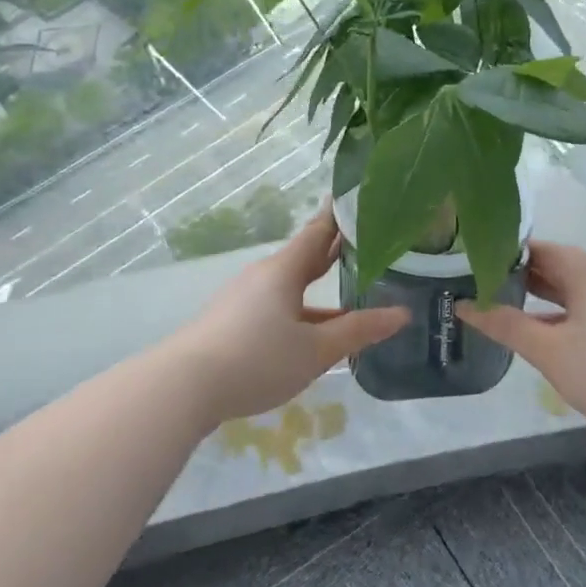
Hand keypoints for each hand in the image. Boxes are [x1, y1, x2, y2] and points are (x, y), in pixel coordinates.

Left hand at [172, 203, 407, 425]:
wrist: (184, 386)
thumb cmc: (258, 359)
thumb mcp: (315, 350)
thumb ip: (358, 331)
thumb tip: (401, 314)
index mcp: (284, 271)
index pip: (318, 232)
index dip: (340, 216)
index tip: (360, 199)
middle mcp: (262, 276)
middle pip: (303, 258)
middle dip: (333, 252)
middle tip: (366, 243)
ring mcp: (242, 298)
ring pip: (289, 287)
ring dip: (317, 288)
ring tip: (348, 294)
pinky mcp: (230, 321)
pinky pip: (274, 306)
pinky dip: (298, 310)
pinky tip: (310, 333)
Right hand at [457, 241, 585, 440]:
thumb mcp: (549, 350)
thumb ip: (506, 325)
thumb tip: (464, 305)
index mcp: (584, 269)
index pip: (534, 247)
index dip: (500, 254)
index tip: (468, 266)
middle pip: (552, 267)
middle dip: (515, 278)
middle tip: (475, 289)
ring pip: (570, 292)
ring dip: (538, 301)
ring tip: (499, 311)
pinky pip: (585, 311)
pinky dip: (560, 317)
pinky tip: (541, 338)